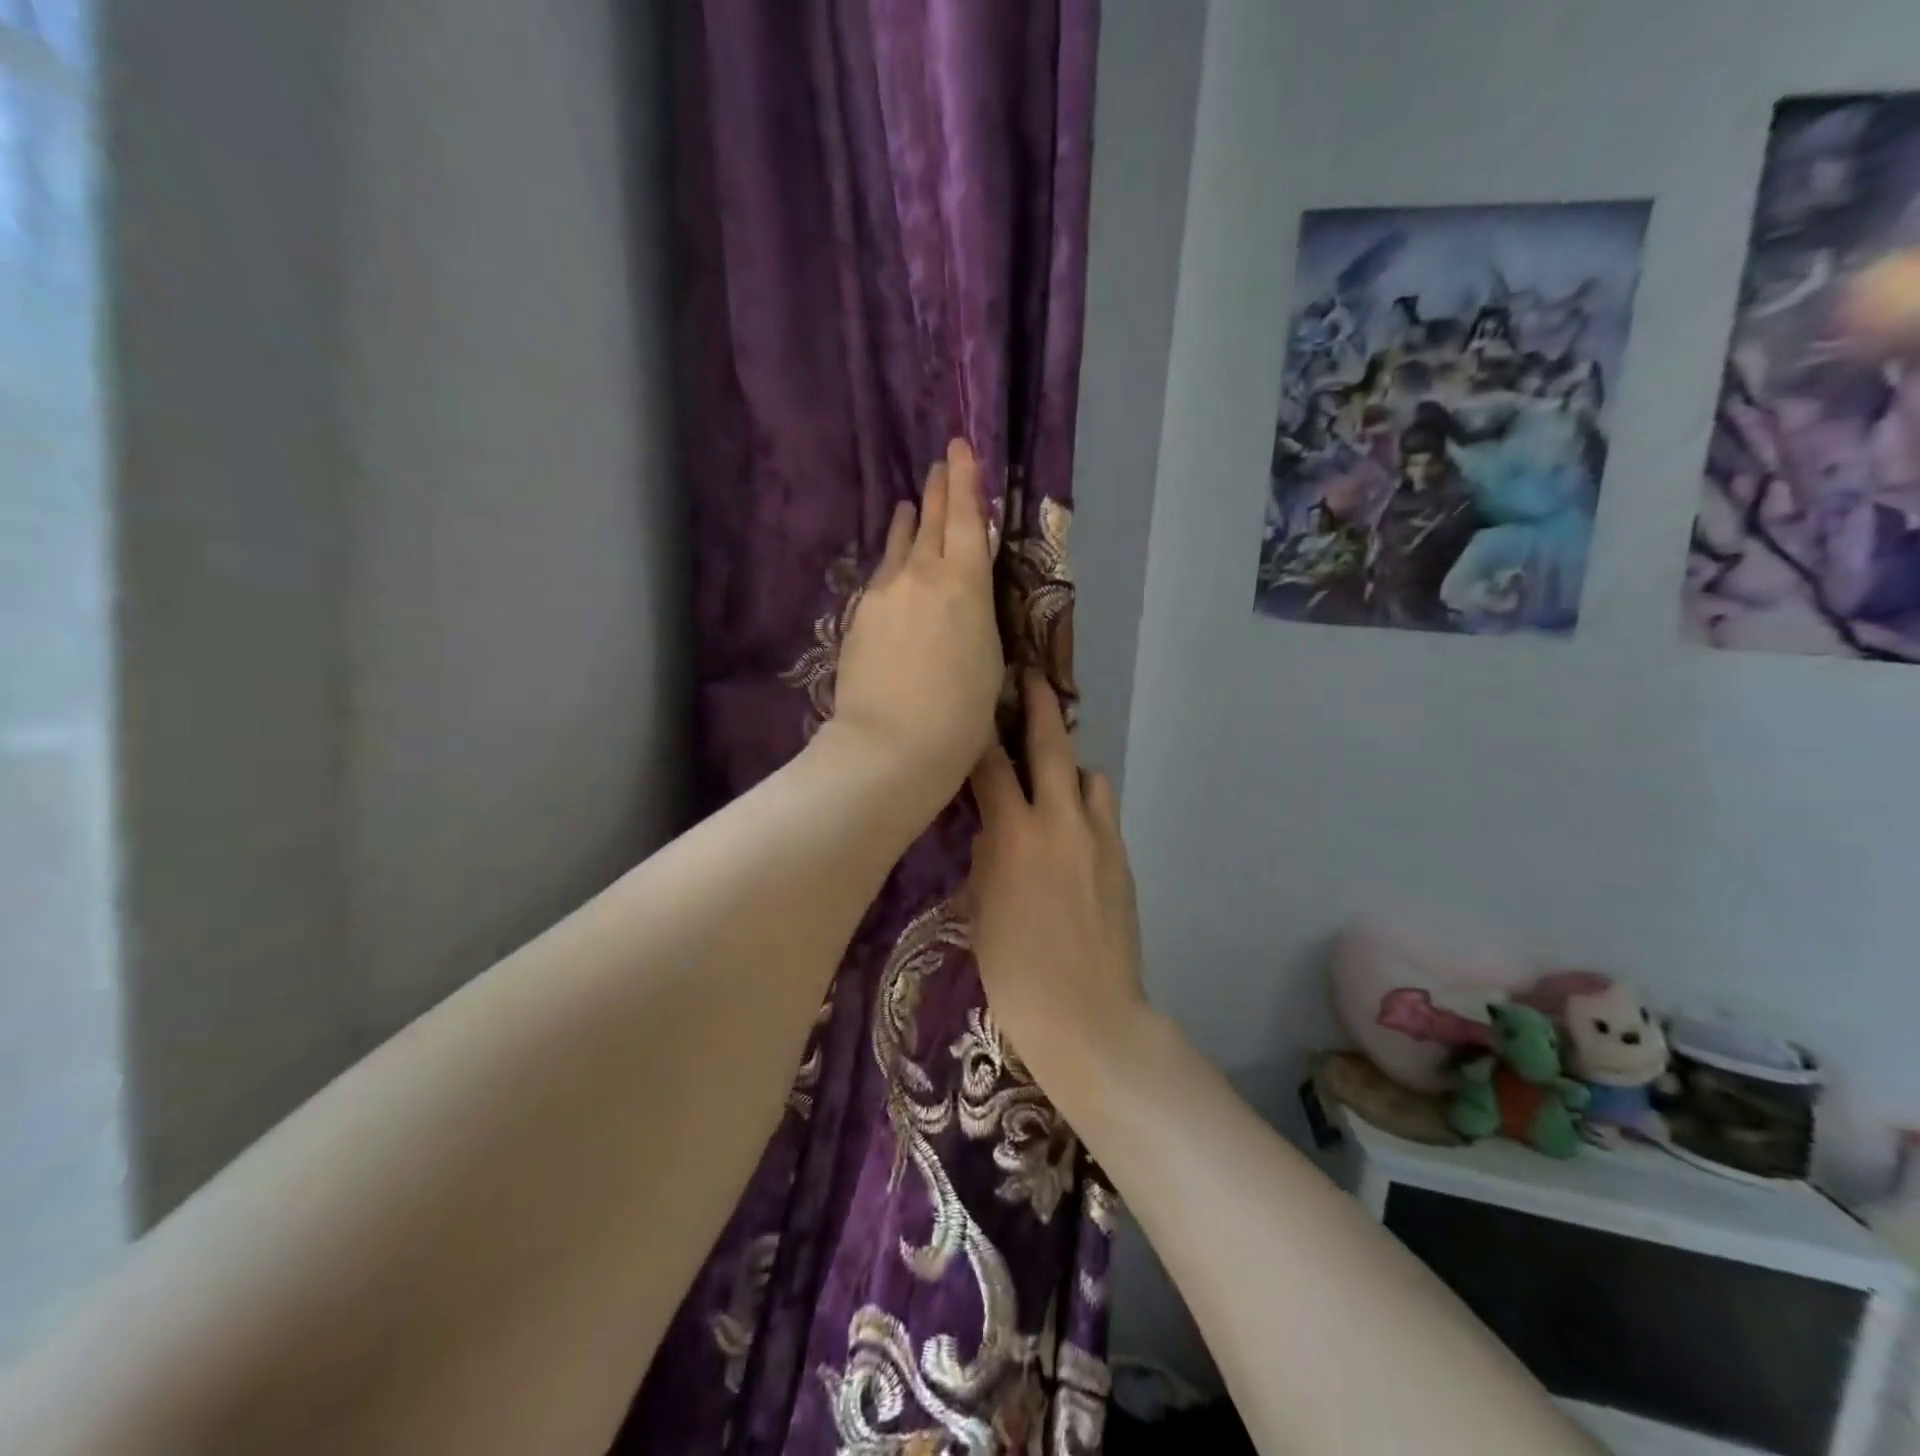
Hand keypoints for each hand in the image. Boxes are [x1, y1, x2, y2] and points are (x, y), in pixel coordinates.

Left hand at [830, 440, 1004, 800]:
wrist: (891, 745)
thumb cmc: (960, 714)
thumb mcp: (988, 660)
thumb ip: (976, 617)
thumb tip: (965, 601)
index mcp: (964, 584)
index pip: (965, 519)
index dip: (965, 481)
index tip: (960, 448)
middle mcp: (920, 576)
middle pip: (930, 523)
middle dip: (938, 491)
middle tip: (939, 464)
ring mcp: (883, 595)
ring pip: (898, 548)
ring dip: (908, 525)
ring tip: (910, 506)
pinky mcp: (858, 619)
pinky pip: (880, 579)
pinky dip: (891, 565)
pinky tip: (892, 570)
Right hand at [967, 672, 1146, 1081]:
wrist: (1088, 1015)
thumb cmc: (1015, 971)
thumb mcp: (979, 907)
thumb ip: (986, 854)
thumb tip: (991, 826)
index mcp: (1015, 834)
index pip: (991, 764)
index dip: (980, 729)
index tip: (974, 702)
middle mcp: (1060, 821)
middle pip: (1052, 746)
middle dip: (1039, 706)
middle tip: (1030, 677)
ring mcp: (1099, 838)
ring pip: (1090, 776)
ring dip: (1071, 766)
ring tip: (1053, 776)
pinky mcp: (1122, 859)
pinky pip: (1104, 812)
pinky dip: (1087, 804)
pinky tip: (1073, 827)